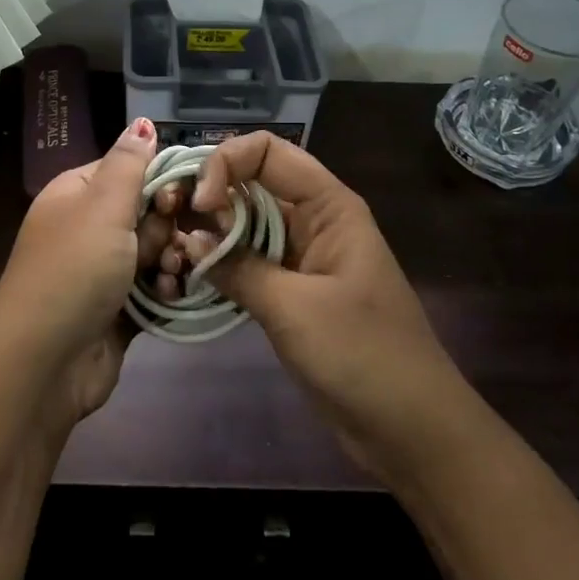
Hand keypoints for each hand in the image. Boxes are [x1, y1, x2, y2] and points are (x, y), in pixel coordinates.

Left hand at [0, 118, 173, 427]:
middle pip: (148, 211)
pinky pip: (154, 286)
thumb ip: (129, 163)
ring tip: (172, 274)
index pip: (130, 169)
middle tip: (172, 244)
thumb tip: (143, 121)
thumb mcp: (102, 207)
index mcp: (78, 194)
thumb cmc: (74, 270)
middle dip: (167, 227)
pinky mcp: (118, 307)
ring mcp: (103, 270)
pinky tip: (172, 296)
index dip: (160, 180)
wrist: (45, 363)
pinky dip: (166, 290)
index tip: (181, 198)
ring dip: (171, 260)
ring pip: (156, 250)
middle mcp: (89, 227)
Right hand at [174, 133, 472, 478]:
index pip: (268, 151)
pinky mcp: (291, 291)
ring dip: (210, 233)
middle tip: (167, 225)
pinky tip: (190, 278)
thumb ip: (239, 268)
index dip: (226, 163)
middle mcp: (314, 219)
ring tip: (171, 253)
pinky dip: (221, 265)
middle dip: (209, 196)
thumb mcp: (295, 308)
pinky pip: (249, 262)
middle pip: (252, 183)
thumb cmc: (363, 355)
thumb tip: (190, 241)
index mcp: (329, 205)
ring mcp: (302, 257)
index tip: (199, 205)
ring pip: (246, 224)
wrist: (411, 428)